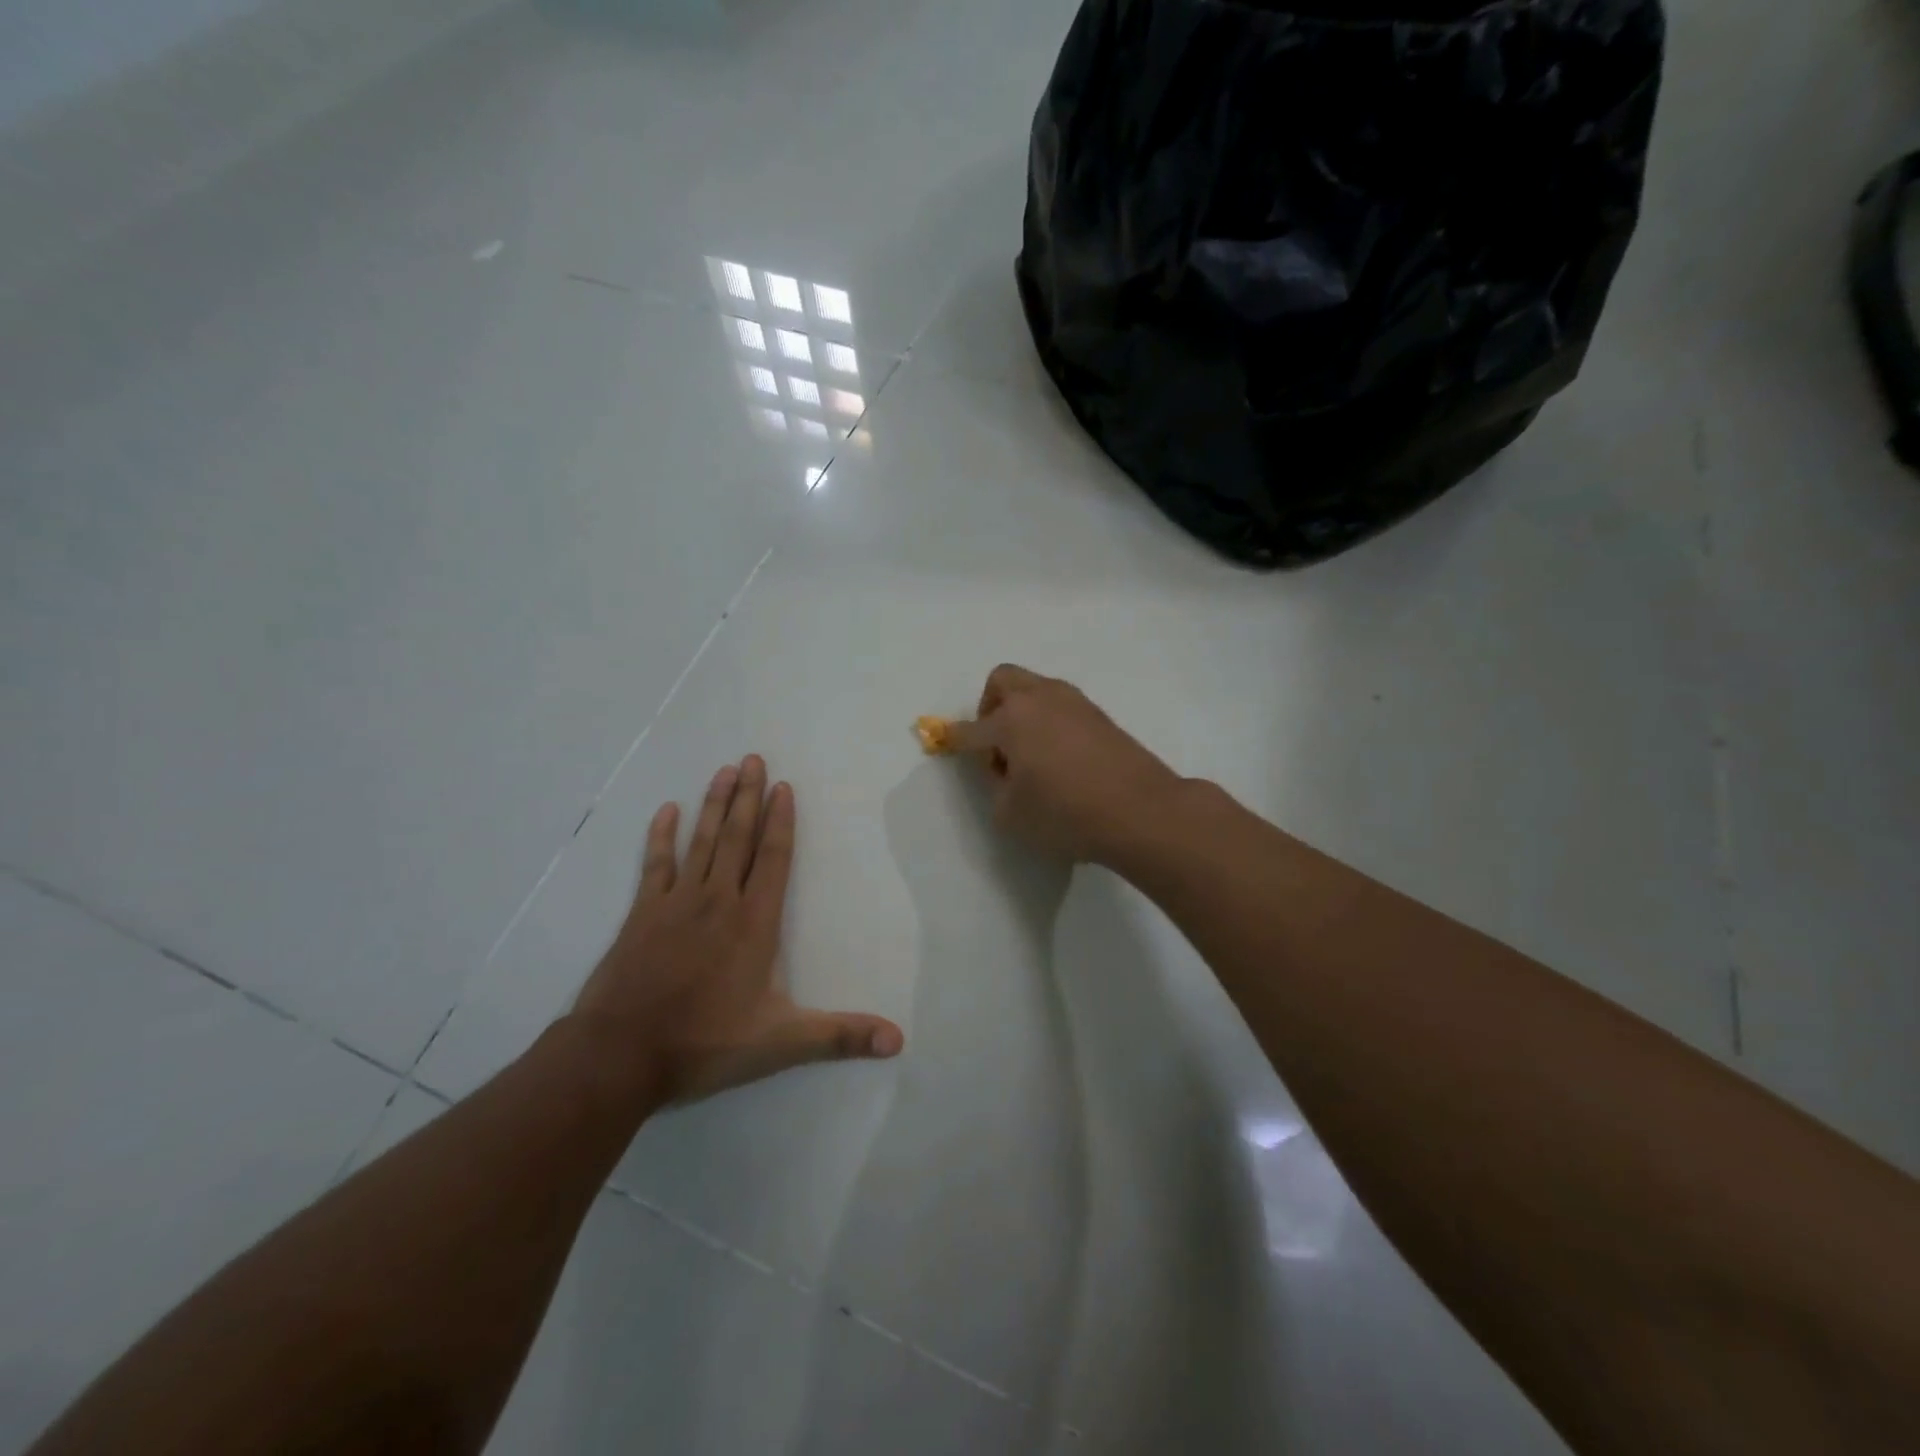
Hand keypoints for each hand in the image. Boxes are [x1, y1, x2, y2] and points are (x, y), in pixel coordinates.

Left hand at [574, 756, 903, 1102]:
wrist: (620, 1055)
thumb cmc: (705, 1043)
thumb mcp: (781, 1043)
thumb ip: (840, 1036)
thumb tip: (899, 1040)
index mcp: (754, 923)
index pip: (772, 858)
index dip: (780, 820)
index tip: (783, 786)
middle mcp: (718, 901)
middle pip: (737, 837)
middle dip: (748, 796)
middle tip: (753, 758)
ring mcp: (676, 903)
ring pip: (701, 841)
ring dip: (714, 805)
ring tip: (724, 770)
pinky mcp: (641, 914)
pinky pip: (655, 865)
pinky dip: (661, 836)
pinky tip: (666, 811)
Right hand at [947, 665, 1185, 863]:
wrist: (1141, 811)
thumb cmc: (1066, 814)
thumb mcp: (1011, 814)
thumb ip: (997, 787)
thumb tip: (1006, 770)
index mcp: (1011, 719)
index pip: (971, 729)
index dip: (954, 739)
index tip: (945, 742)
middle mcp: (1040, 699)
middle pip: (1002, 681)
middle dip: (989, 707)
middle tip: (996, 745)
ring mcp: (1074, 703)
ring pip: (1035, 689)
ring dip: (1022, 712)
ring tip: (1030, 755)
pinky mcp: (1100, 716)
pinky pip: (1061, 706)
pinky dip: (1049, 722)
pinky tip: (1059, 757)